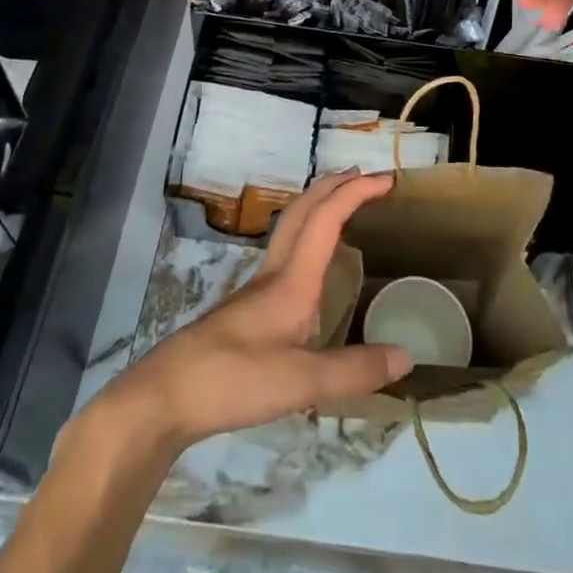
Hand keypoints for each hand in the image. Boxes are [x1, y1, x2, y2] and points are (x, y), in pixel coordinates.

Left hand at [110, 170, 408, 448]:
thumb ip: (353, 371)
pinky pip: (285, 253)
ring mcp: (257, 290)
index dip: (356, 192)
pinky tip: (312, 268)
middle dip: (334, 185)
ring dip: (318, 207)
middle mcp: (275, 273)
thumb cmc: (234, 378)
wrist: (166, 395)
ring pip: (290, 228)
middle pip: (303, 210)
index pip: (326, 218)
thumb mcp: (301, 382)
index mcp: (292, 279)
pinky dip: (306, 237)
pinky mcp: (247, 309)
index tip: (386, 179)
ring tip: (342, 209)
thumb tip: (407, 357)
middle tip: (363, 177)